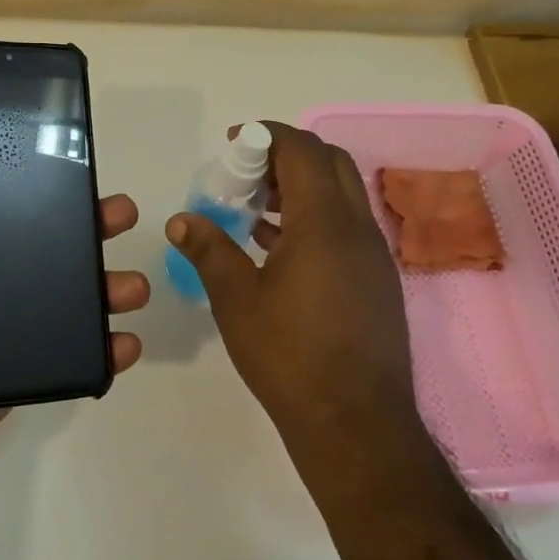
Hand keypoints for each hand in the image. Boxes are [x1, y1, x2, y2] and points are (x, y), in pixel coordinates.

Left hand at [0, 138, 147, 522]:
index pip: (2, 212)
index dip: (40, 192)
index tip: (75, 169)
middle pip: (46, 252)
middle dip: (89, 233)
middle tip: (124, 216)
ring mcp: (3, 334)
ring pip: (66, 302)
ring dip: (106, 291)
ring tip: (135, 288)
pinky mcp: (18, 375)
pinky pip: (67, 357)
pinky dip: (101, 352)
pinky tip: (127, 344)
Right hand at [167, 122, 418, 461]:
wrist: (356, 424)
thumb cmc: (290, 356)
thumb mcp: (237, 301)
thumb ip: (209, 250)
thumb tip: (181, 220)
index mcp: (325, 223)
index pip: (302, 150)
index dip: (266, 135)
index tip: (233, 142)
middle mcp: (357, 228)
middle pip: (328, 162)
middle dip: (286, 154)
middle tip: (246, 172)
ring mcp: (373, 255)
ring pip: (341, 194)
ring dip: (302, 186)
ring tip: (255, 206)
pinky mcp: (377, 280)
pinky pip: (346, 226)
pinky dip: (315, 217)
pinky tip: (278, 246)